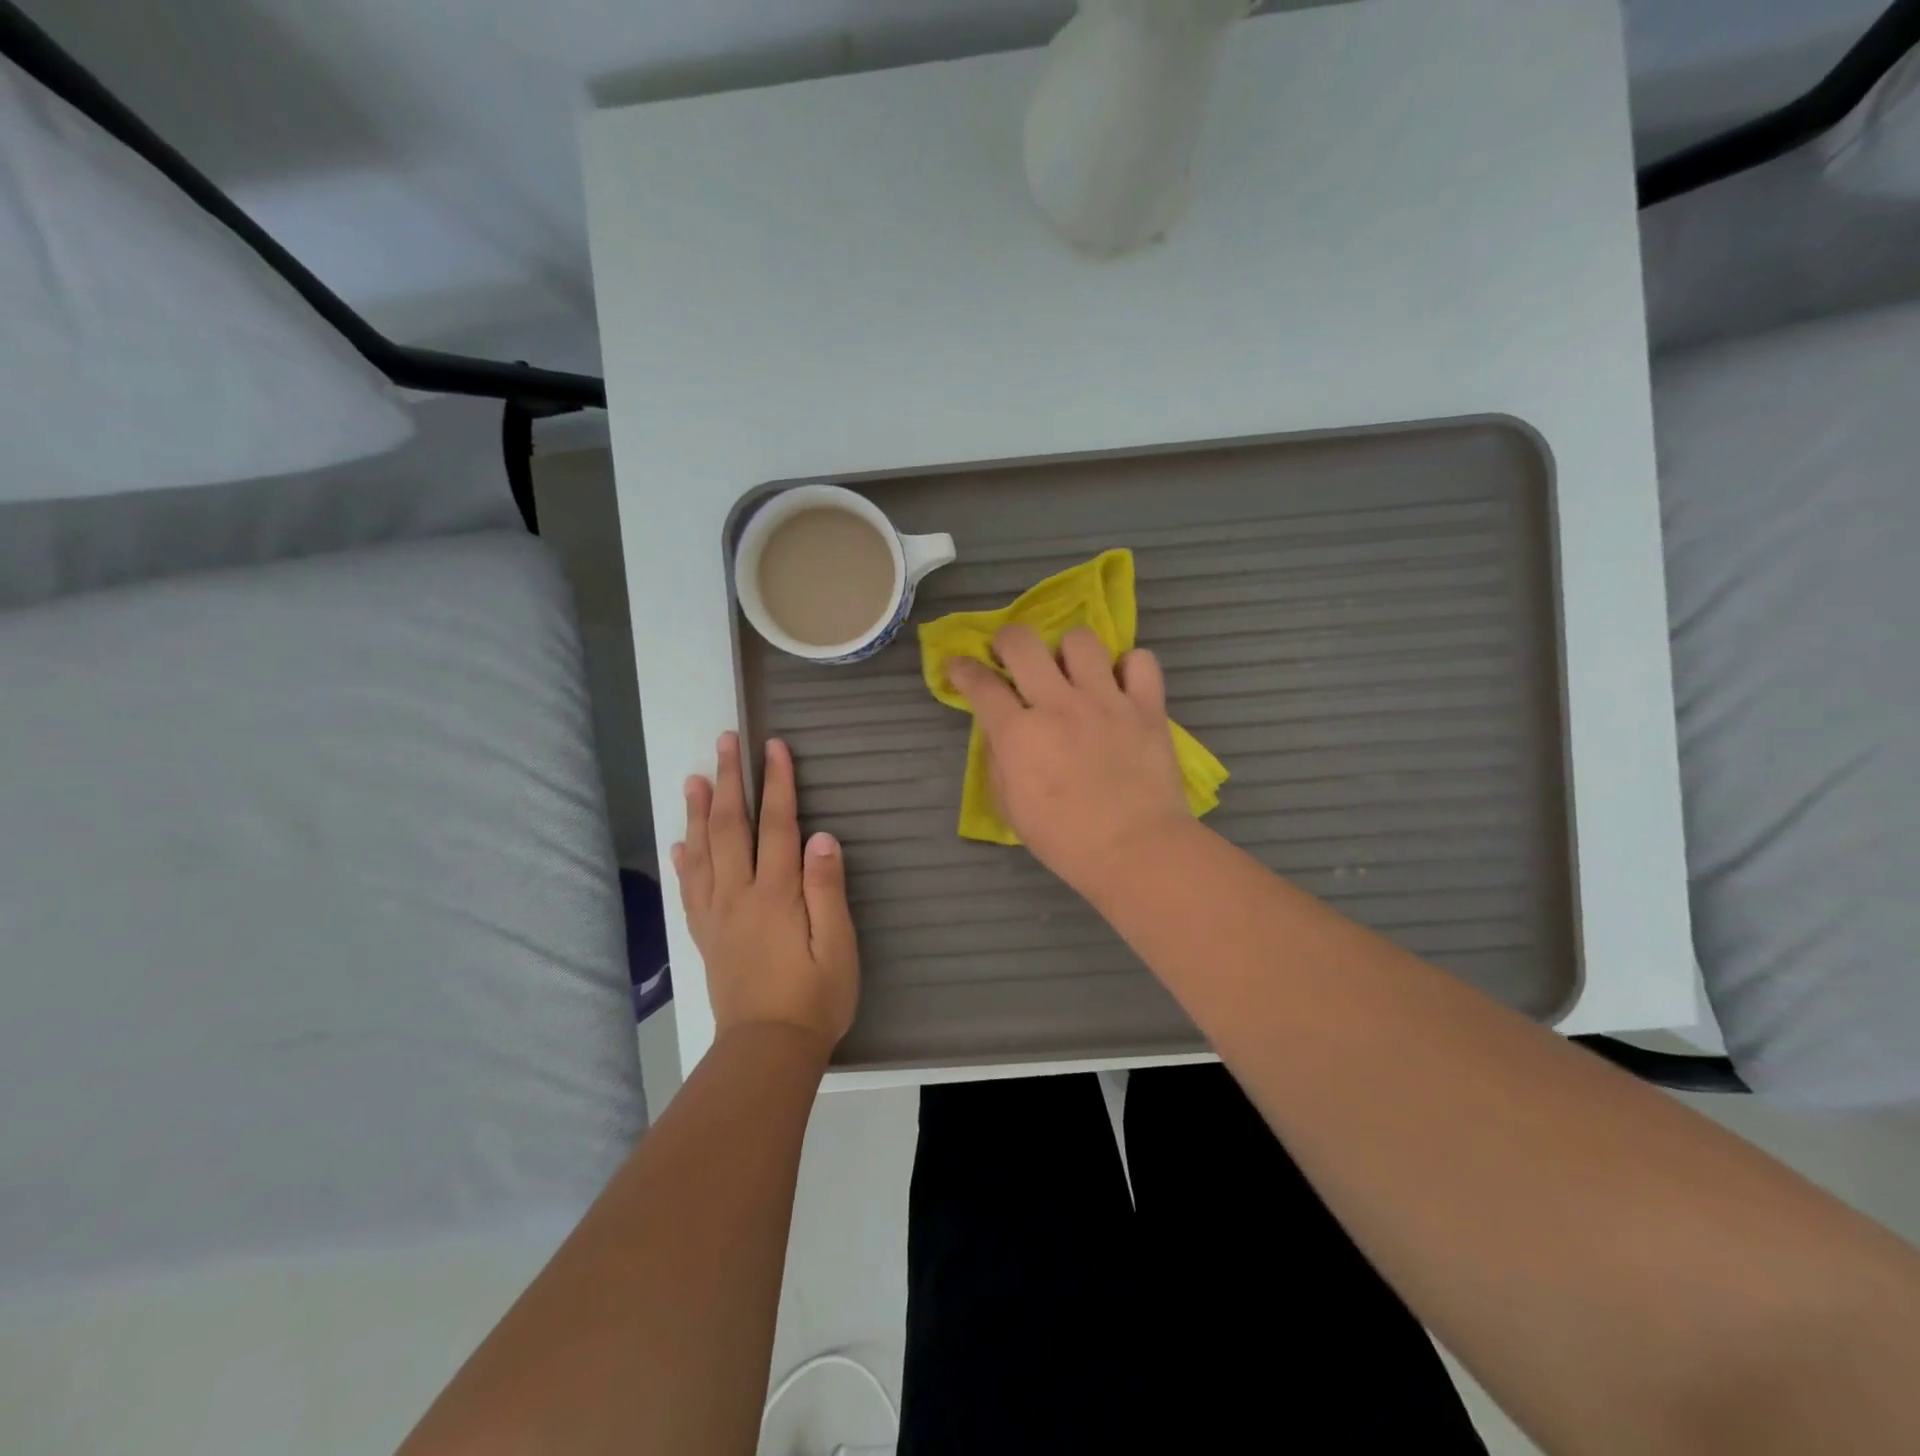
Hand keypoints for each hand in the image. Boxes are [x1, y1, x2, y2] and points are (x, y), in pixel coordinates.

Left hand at [673, 732, 859, 1057]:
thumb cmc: (815, 997)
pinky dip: (684, 861)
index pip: (776, 825)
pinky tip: (679, 844)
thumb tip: (822, 836)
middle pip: (730, 828)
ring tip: (695, 778)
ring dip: (698, 812)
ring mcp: (717, 915)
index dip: (776, 783)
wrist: (768, 1050)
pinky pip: (690, 890)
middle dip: (730, 781)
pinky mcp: (707, 936)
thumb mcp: (838, 945)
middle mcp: (739, 895)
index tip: (773, 747)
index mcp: (776, 894)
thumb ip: (827, 889)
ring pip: (702, 852)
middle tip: (725, 742)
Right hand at [947, 624, 1193, 895]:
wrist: (1135, 850)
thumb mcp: (1010, 807)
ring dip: (1069, 651)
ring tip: (1073, 672)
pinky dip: (1128, 667)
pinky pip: (1140, 661)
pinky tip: (1120, 685)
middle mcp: (1059, 705)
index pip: (980, 684)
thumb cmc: (1065, 840)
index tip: (958, 667)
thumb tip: (999, 732)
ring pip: (1081, 641)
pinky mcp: (1147, 707)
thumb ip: (999, 761)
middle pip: (1022, 642)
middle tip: (1011, 656)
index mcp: (1019, 734)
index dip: (962, 669)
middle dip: (1007, 640)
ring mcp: (1106, 701)